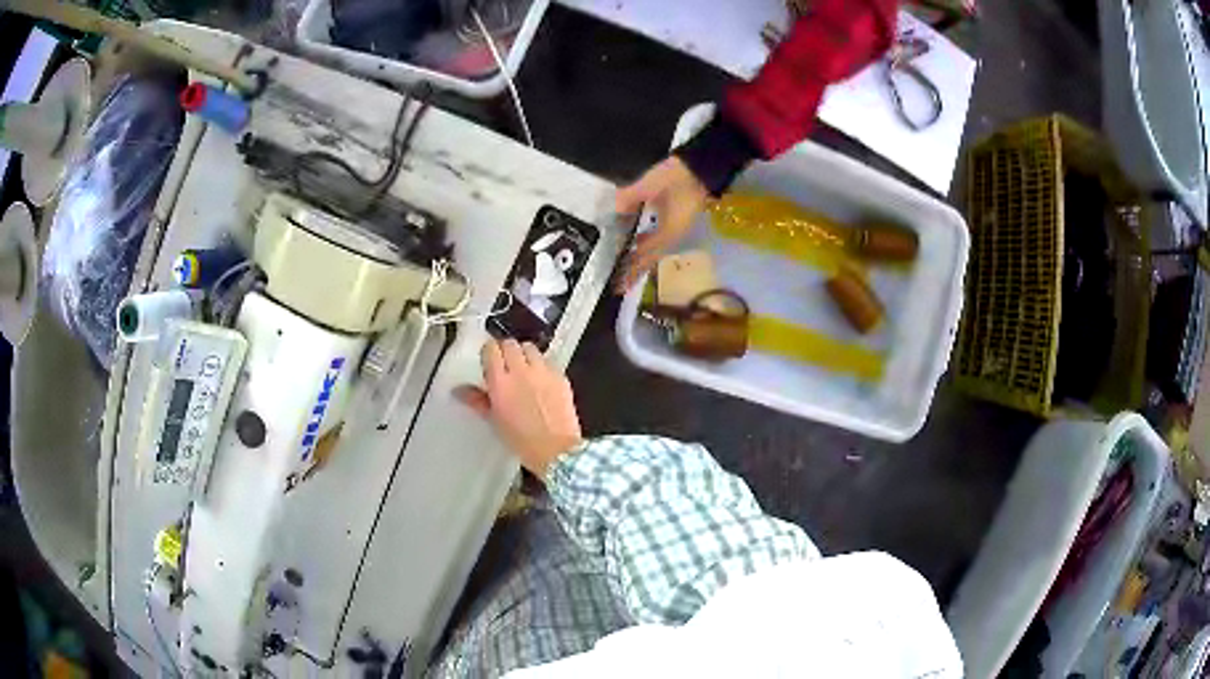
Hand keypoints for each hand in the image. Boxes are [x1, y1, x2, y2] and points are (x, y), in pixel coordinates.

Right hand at [454, 339, 583, 478]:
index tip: (488, 361)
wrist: (556, 450)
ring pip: (530, 347)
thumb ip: (477, 400)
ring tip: (523, 368)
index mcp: (500, 383)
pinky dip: (541, 365)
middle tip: (504, 364)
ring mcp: (543, 372)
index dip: (488, 353)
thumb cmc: (522, 441)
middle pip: (510, 344)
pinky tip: (540, 379)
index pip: (491, 350)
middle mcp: (521, 371)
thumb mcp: (495, 421)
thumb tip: (458, 390)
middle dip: (505, 350)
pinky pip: (548, 360)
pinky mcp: (561, 376)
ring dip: (524, 354)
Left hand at [615, 156, 709, 292]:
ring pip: (655, 248)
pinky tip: (637, 240)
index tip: (620, 284)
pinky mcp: (676, 217)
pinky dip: (645, 243)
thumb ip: (630, 197)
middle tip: (619, 284)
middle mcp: (674, 233)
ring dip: (640, 258)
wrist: (703, 164)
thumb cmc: (679, 175)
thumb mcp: (651, 184)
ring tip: (625, 267)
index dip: (633, 269)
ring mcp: (676, 226)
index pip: (647, 255)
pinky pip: (658, 236)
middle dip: (636, 269)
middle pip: (652, 256)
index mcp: (670, 230)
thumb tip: (615, 209)